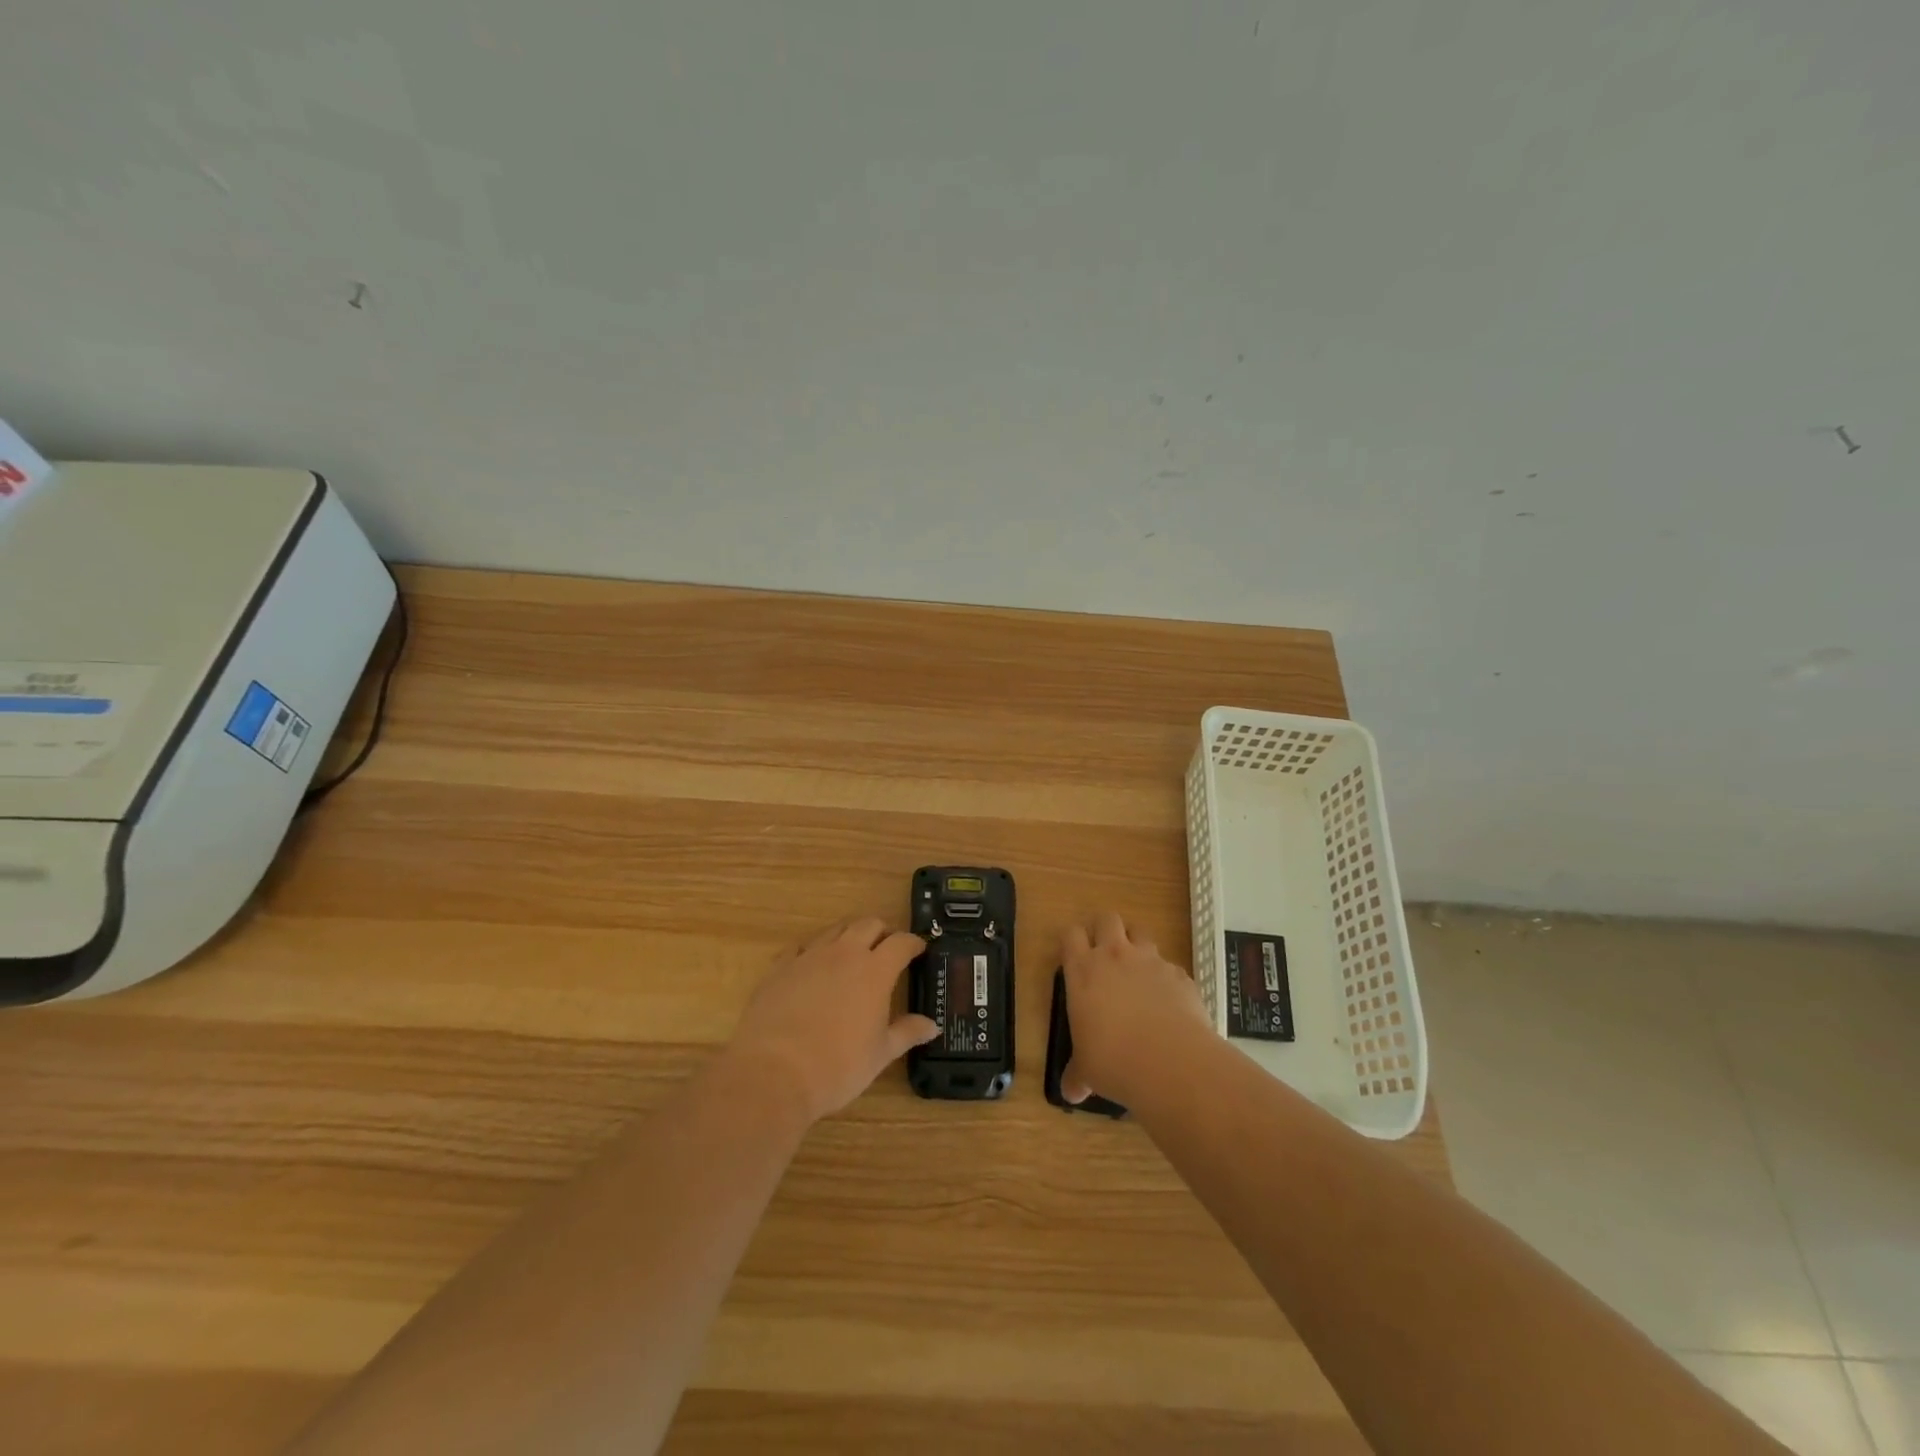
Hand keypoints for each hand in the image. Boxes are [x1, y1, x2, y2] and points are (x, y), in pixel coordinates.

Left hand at [726, 918, 938, 1123]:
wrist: (774, 1073)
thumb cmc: (838, 1066)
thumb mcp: (880, 1054)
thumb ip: (907, 1033)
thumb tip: (932, 1025)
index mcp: (875, 971)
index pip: (901, 943)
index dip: (913, 943)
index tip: (919, 949)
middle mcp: (844, 953)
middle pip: (868, 924)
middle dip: (882, 931)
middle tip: (887, 947)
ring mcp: (809, 956)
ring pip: (835, 929)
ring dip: (850, 935)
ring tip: (853, 951)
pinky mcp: (780, 966)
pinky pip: (801, 946)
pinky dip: (813, 950)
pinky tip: (812, 965)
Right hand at [1059, 911, 1211, 1107]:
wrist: (1170, 1062)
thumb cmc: (1113, 1060)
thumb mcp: (1087, 1069)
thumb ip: (1078, 1074)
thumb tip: (1070, 1092)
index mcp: (1083, 971)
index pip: (1070, 933)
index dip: (1072, 940)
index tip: (1074, 955)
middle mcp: (1115, 955)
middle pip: (1107, 918)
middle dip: (1105, 929)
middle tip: (1105, 953)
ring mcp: (1151, 961)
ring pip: (1141, 932)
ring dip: (1137, 945)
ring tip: (1137, 972)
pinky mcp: (1180, 974)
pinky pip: (1170, 966)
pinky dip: (1167, 977)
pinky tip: (1169, 1003)